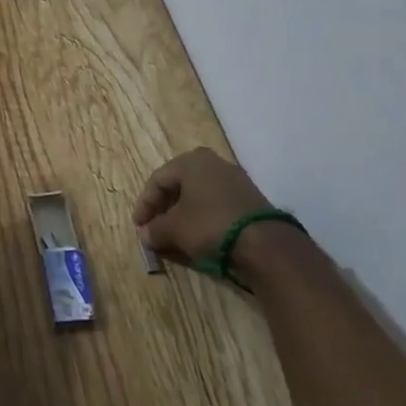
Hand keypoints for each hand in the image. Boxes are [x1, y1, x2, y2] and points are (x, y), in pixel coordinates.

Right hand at [132, 146, 277, 268]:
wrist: (266, 244)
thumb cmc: (210, 225)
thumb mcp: (174, 229)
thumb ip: (155, 229)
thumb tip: (146, 235)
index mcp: (191, 161)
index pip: (157, 180)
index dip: (144, 204)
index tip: (139, 227)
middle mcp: (213, 163)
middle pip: (178, 185)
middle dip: (164, 208)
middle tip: (155, 228)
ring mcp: (235, 179)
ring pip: (198, 194)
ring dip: (183, 213)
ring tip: (176, 234)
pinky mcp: (250, 198)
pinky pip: (216, 204)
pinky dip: (203, 217)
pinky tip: (200, 234)